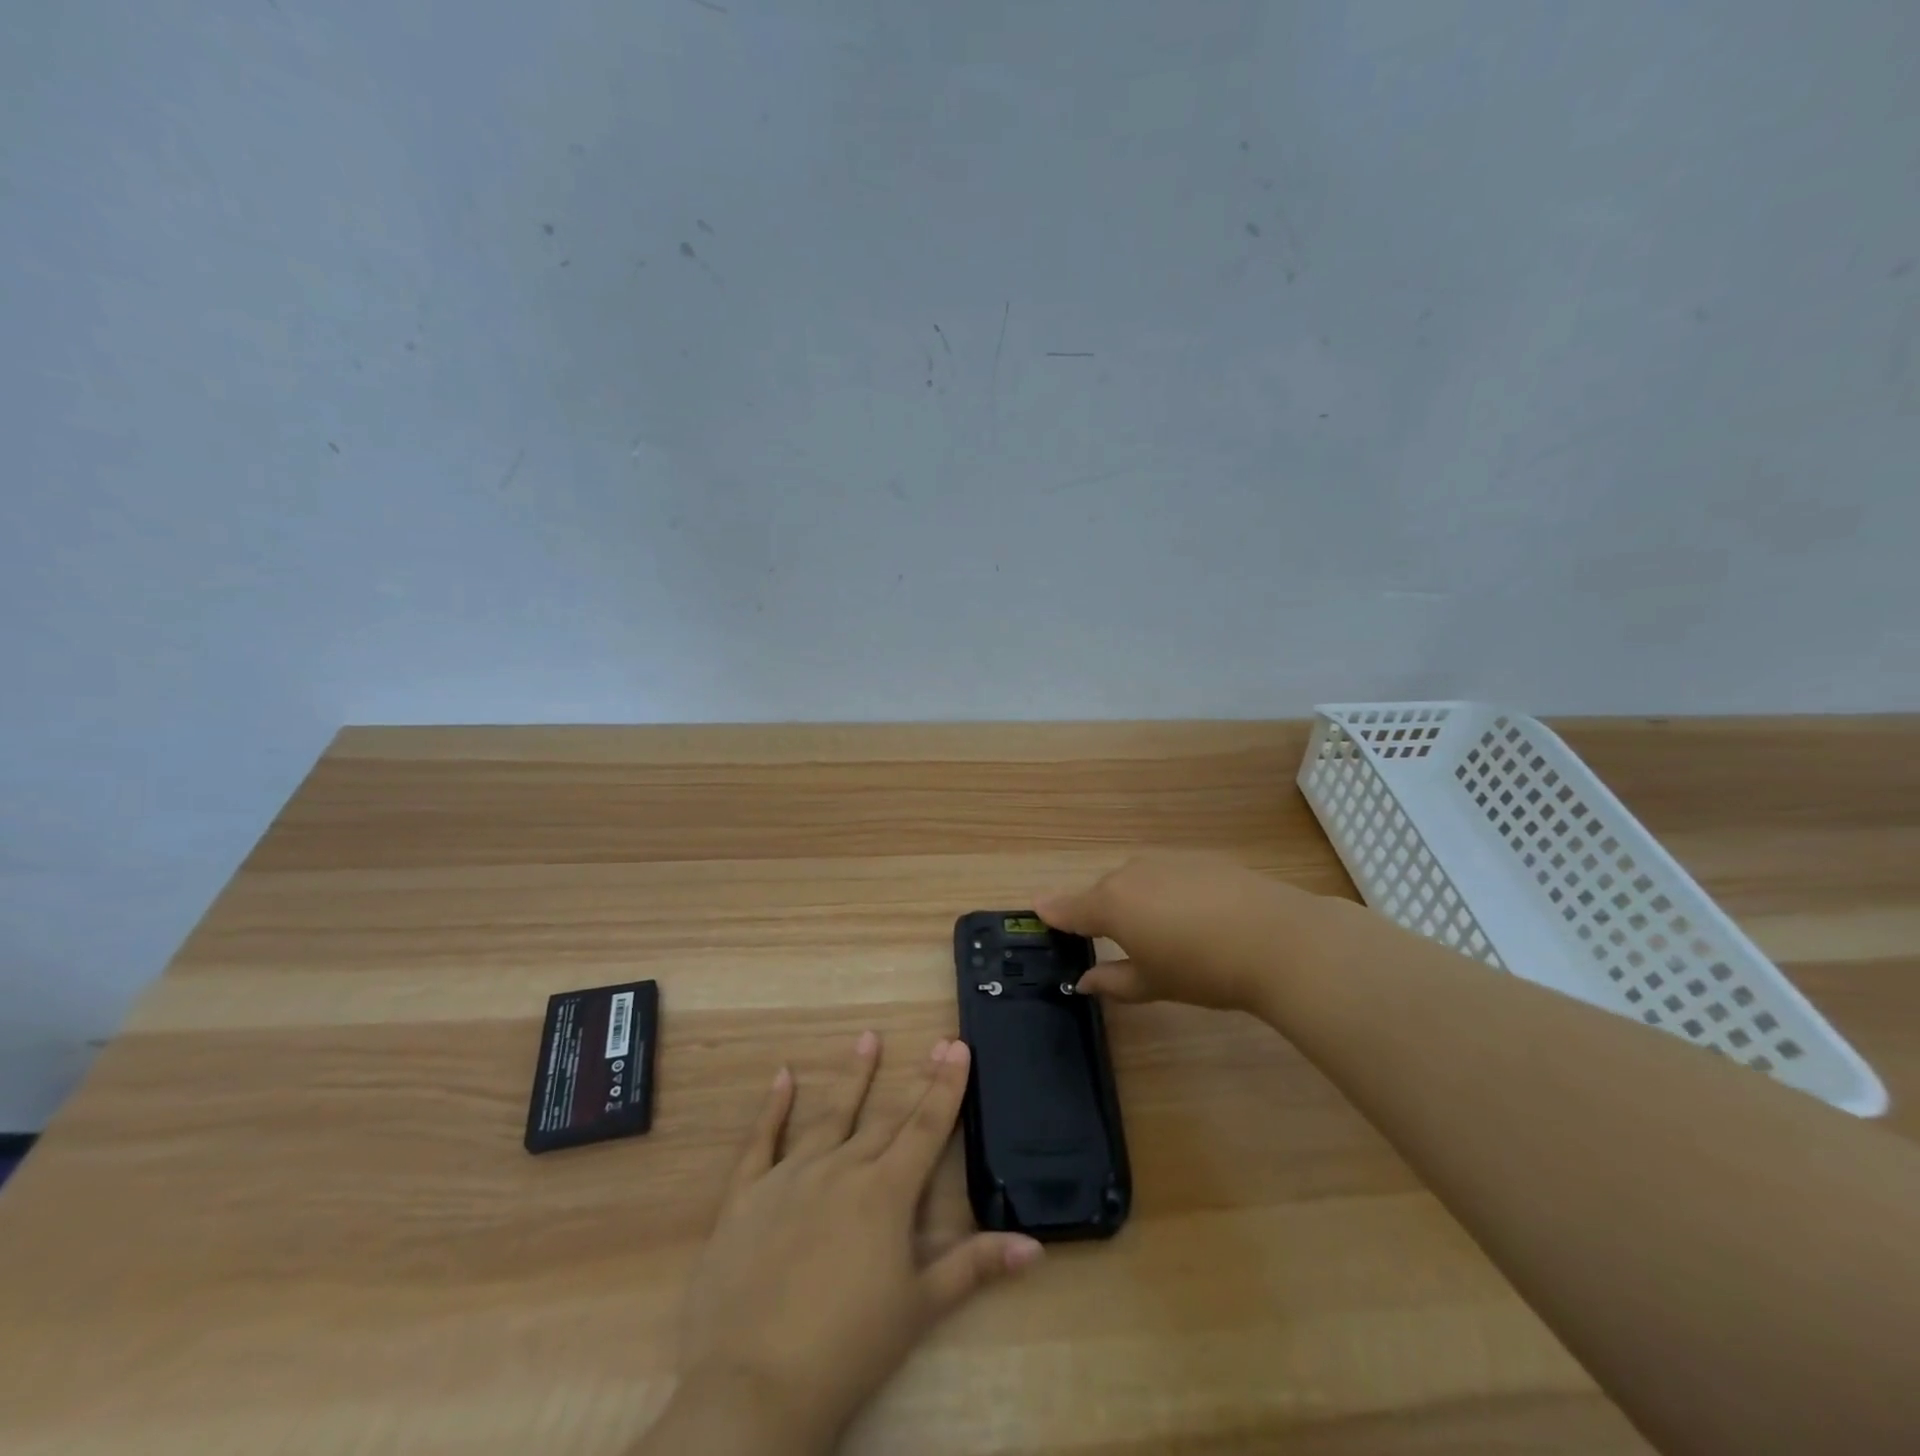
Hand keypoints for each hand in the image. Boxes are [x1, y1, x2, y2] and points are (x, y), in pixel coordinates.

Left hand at [652, 1034, 1042, 1455]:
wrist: (753, 1386)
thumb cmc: (848, 1349)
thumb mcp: (919, 1308)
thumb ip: (973, 1266)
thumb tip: (1034, 1245)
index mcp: (886, 1192)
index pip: (926, 1127)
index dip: (946, 1086)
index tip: (958, 1046)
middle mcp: (842, 1168)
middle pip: (887, 1116)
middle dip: (915, 1079)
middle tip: (934, 1043)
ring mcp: (790, 1176)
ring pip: (830, 1115)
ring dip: (853, 1076)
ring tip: (868, 1038)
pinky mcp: (746, 1194)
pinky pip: (761, 1141)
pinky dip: (773, 1107)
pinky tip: (782, 1075)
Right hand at [1037, 850, 1317, 1012]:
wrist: (1277, 939)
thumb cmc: (1203, 969)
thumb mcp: (1153, 983)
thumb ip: (1113, 981)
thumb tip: (1084, 981)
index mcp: (1111, 903)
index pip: (1069, 908)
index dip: (1053, 913)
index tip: (1040, 913)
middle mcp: (1131, 873)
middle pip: (1104, 892)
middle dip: (1103, 913)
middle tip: (1118, 942)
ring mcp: (1168, 861)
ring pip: (1137, 880)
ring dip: (1138, 900)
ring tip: (1163, 932)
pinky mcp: (1201, 858)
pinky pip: (1169, 874)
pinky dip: (1168, 891)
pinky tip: (1195, 916)